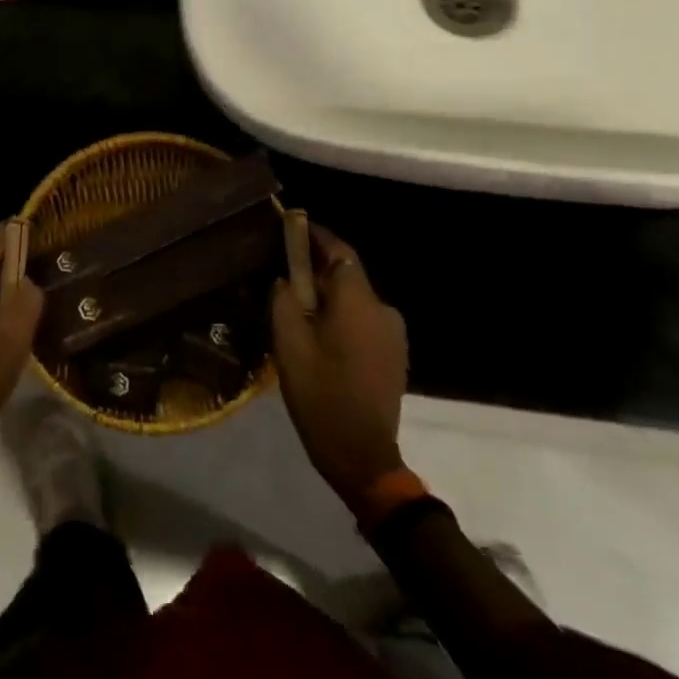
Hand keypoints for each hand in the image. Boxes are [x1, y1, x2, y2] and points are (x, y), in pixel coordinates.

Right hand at [272, 225, 409, 508]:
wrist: (362, 455)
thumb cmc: (320, 394)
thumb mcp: (288, 344)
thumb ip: (284, 300)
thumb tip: (286, 279)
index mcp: (358, 301)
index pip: (340, 250)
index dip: (316, 235)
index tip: (292, 224)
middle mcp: (382, 309)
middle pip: (347, 274)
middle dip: (316, 268)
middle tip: (284, 272)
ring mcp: (393, 334)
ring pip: (354, 299)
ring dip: (328, 296)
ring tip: (297, 308)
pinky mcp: (394, 354)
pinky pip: (363, 320)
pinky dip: (342, 316)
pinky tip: (320, 334)